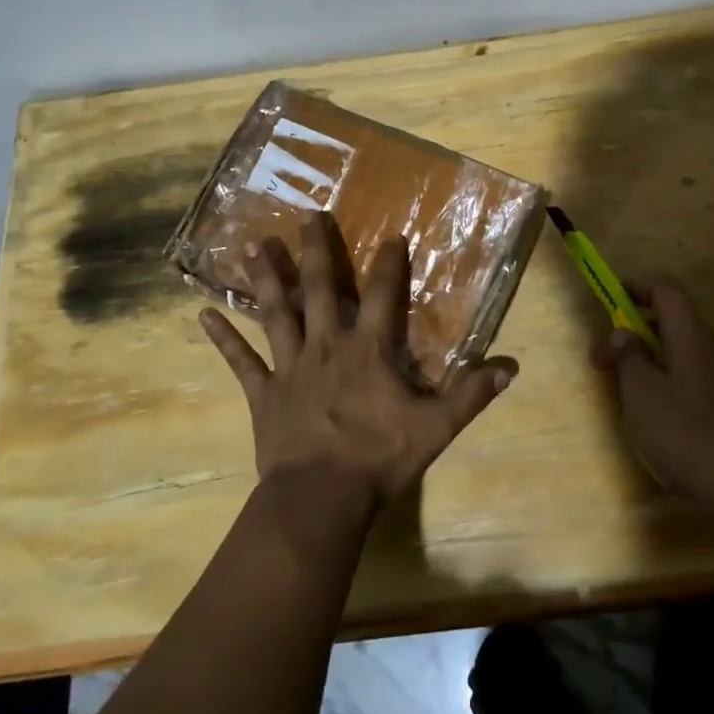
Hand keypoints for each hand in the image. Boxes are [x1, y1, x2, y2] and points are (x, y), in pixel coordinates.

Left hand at [199, 212, 517, 517]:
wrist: (319, 499)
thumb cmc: (378, 459)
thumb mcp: (434, 428)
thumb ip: (470, 395)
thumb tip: (510, 367)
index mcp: (367, 349)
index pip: (381, 295)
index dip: (388, 263)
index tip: (390, 235)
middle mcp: (326, 345)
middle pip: (319, 288)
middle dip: (316, 250)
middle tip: (307, 214)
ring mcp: (290, 366)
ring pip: (276, 312)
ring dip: (265, 278)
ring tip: (254, 244)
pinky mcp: (263, 392)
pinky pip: (240, 361)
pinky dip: (223, 338)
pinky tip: (202, 314)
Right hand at [592, 277, 713, 510]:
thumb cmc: (689, 434)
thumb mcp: (642, 395)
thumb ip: (629, 358)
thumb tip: (623, 333)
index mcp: (692, 335)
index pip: (665, 289)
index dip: (636, 287)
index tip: (609, 304)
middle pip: (674, 322)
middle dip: (637, 334)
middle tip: (608, 364)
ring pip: (685, 354)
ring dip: (654, 363)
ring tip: (632, 398)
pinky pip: (699, 380)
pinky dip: (674, 386)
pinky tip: (665, 424)